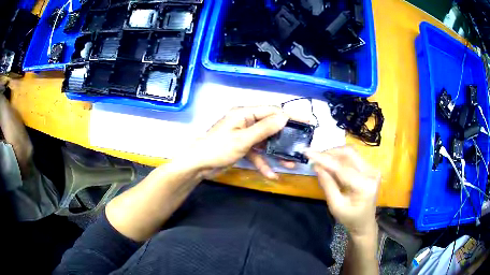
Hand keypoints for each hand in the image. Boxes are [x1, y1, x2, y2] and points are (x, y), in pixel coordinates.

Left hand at [182, 106, 292, 178]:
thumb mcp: (243, 139)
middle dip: (284, 137)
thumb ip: (264, 128)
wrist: (198, 165)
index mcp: (244, 114)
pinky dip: (263, 162)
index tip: (306, 121)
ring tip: (290, 163)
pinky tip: (271, 174)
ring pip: (265, 142)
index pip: (271, 111)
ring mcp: (244, 135)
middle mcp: (245, 122)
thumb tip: (284, 117)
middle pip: (270, 127)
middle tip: (300, 144)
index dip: (289, 116)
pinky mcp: (242, 147)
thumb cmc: (218, 149)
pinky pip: (256, 153)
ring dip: (276, 153)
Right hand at [305, 147, 379, 237]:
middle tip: (314, 157)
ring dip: (334, 154)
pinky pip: (353, 157)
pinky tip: (331, 164)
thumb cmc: (350, 218)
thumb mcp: (335, 206)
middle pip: (349, 153)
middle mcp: (371, 173)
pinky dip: (340, 158)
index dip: (324, 159)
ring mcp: (372, 169)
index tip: (307, 153)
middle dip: (330, 152)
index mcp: (364, 186)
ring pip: (351, 153)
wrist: (365, 222)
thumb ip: (327, 185)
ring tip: (321, 160)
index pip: (342, 167)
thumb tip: (316, 166)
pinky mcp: (370, 168)